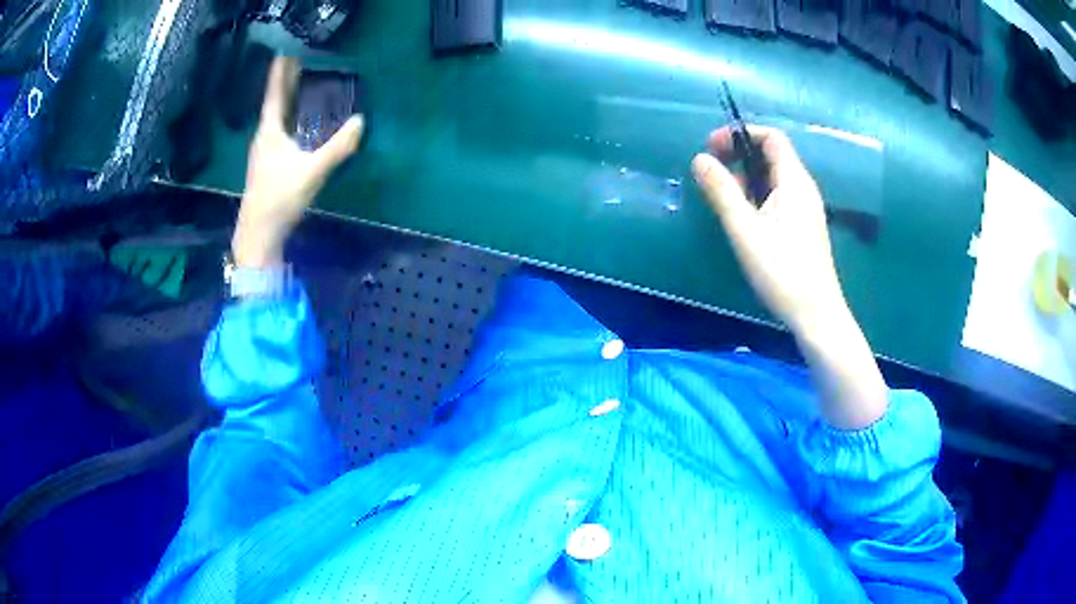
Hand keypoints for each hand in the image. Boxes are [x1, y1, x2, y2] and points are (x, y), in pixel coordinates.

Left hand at [233, 56, 364, 267]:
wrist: (258, 235)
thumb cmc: (279, 199)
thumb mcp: (311, 172)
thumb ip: (337, 147)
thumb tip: (361, 121)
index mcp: (270, 131)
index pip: (275, 92)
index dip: (281, 70)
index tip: (288, 49)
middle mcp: (264, 136)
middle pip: (276, 100)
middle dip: (288, 79)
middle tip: (304, 59)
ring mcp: (265, 150)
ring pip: (277, 115)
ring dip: (289, 97)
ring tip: (304, 82)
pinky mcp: (269, 163)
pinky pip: (281, 128)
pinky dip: (291, 116)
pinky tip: (301, 120)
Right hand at [692, 124, 886, 429]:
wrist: (815, 313)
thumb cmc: (781, 270)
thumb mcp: (744, 229)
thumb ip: (722, 191)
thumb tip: (700, 159)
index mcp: (794, 181)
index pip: (771, 137)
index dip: (741, 134)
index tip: (713, 147)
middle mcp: (804, 188)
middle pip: (773, 155)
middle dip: (740, 155)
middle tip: (713, 172)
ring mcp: (806, 209)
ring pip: (775, 178)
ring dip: (747, 177)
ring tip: (724, 197)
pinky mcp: (804, 227)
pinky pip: (780, 196)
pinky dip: (758, 195)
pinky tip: (745, 219)